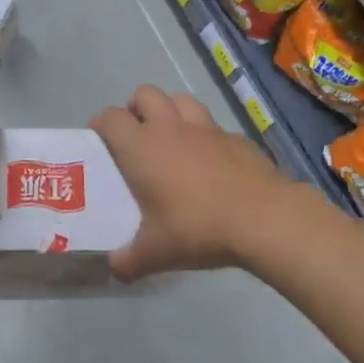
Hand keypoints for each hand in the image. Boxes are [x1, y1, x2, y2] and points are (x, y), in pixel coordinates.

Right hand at [92, 84, 295, 281]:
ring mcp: (207, 129)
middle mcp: (170, 128)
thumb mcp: (155, 253)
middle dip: (136, 109)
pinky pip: (214, 126)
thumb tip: (115, 268)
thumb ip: (128, 260)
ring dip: (171, 112)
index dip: (100, 125)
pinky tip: (211, 163)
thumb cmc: (198, 228)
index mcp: (141, 147)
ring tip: (171, 140)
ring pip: (181, 100)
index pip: (110, 118)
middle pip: (145, 94)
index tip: (99, 142)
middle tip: (136, 138)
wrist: (264, 219)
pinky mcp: (237, 138)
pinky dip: (206, 137)